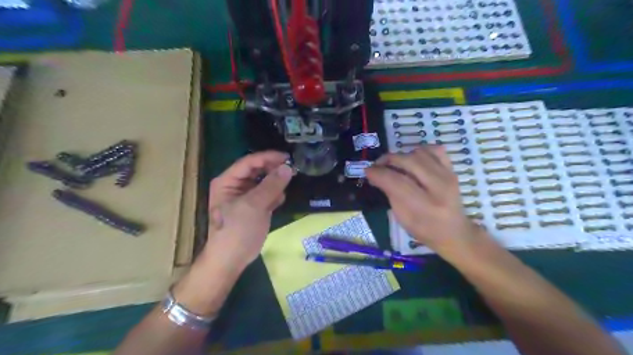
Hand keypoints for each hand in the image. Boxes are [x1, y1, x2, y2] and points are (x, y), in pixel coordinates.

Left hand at [203, 152, 292, 270]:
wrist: (231, 259)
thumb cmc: (237, 230)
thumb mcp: (254, 205)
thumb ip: (271, 185)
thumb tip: (288, 168)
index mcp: (228, 181)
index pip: (249, 162)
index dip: (268, 157)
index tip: (287, 157)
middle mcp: (236, 186)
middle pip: (257, 170)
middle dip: (273, 170)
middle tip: (292, 170)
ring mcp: (246, 197)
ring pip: (264, 182)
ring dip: (275, 183)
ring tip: (287, 185)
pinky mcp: (255, 207)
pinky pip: (267, 195)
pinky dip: (275, 195)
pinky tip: (279, 201)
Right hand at [366, 146, 485, 258]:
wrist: (454, 231)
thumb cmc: (424, 230)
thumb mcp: (402, 218)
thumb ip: (390, 194)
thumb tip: (375, 175)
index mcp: (424, 207)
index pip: (397, 182)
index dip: (378, 173)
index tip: (367, 171)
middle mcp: (439, 188)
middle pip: (408, 162)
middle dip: (388, 160)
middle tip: (377, 165)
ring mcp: (448, 176)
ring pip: (420, 153)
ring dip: (402, 156)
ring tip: (395, 165)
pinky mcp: (452, 170)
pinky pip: (435, 149)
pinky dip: (420, 151)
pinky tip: (413, 160)